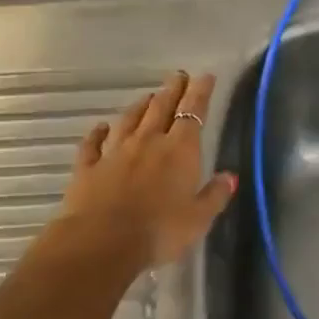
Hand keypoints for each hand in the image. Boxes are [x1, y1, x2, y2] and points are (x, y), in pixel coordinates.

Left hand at [59, 71, 236, 268]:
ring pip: (129, 120)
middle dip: (172, 90)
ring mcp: (115, 152)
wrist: (101, 242)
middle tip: (178, 76)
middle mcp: (148, 142)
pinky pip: (93, 144)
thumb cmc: (159, 231)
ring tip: (148, 96)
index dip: (200, 93)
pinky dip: (97, 133)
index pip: (193, 113)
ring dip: (140, 106)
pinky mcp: (88, 167)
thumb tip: (230, 177)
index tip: (205, 76)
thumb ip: (214, 196)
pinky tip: (100, 127)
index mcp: (179, 150)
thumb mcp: (198, 219)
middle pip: (161, 108)